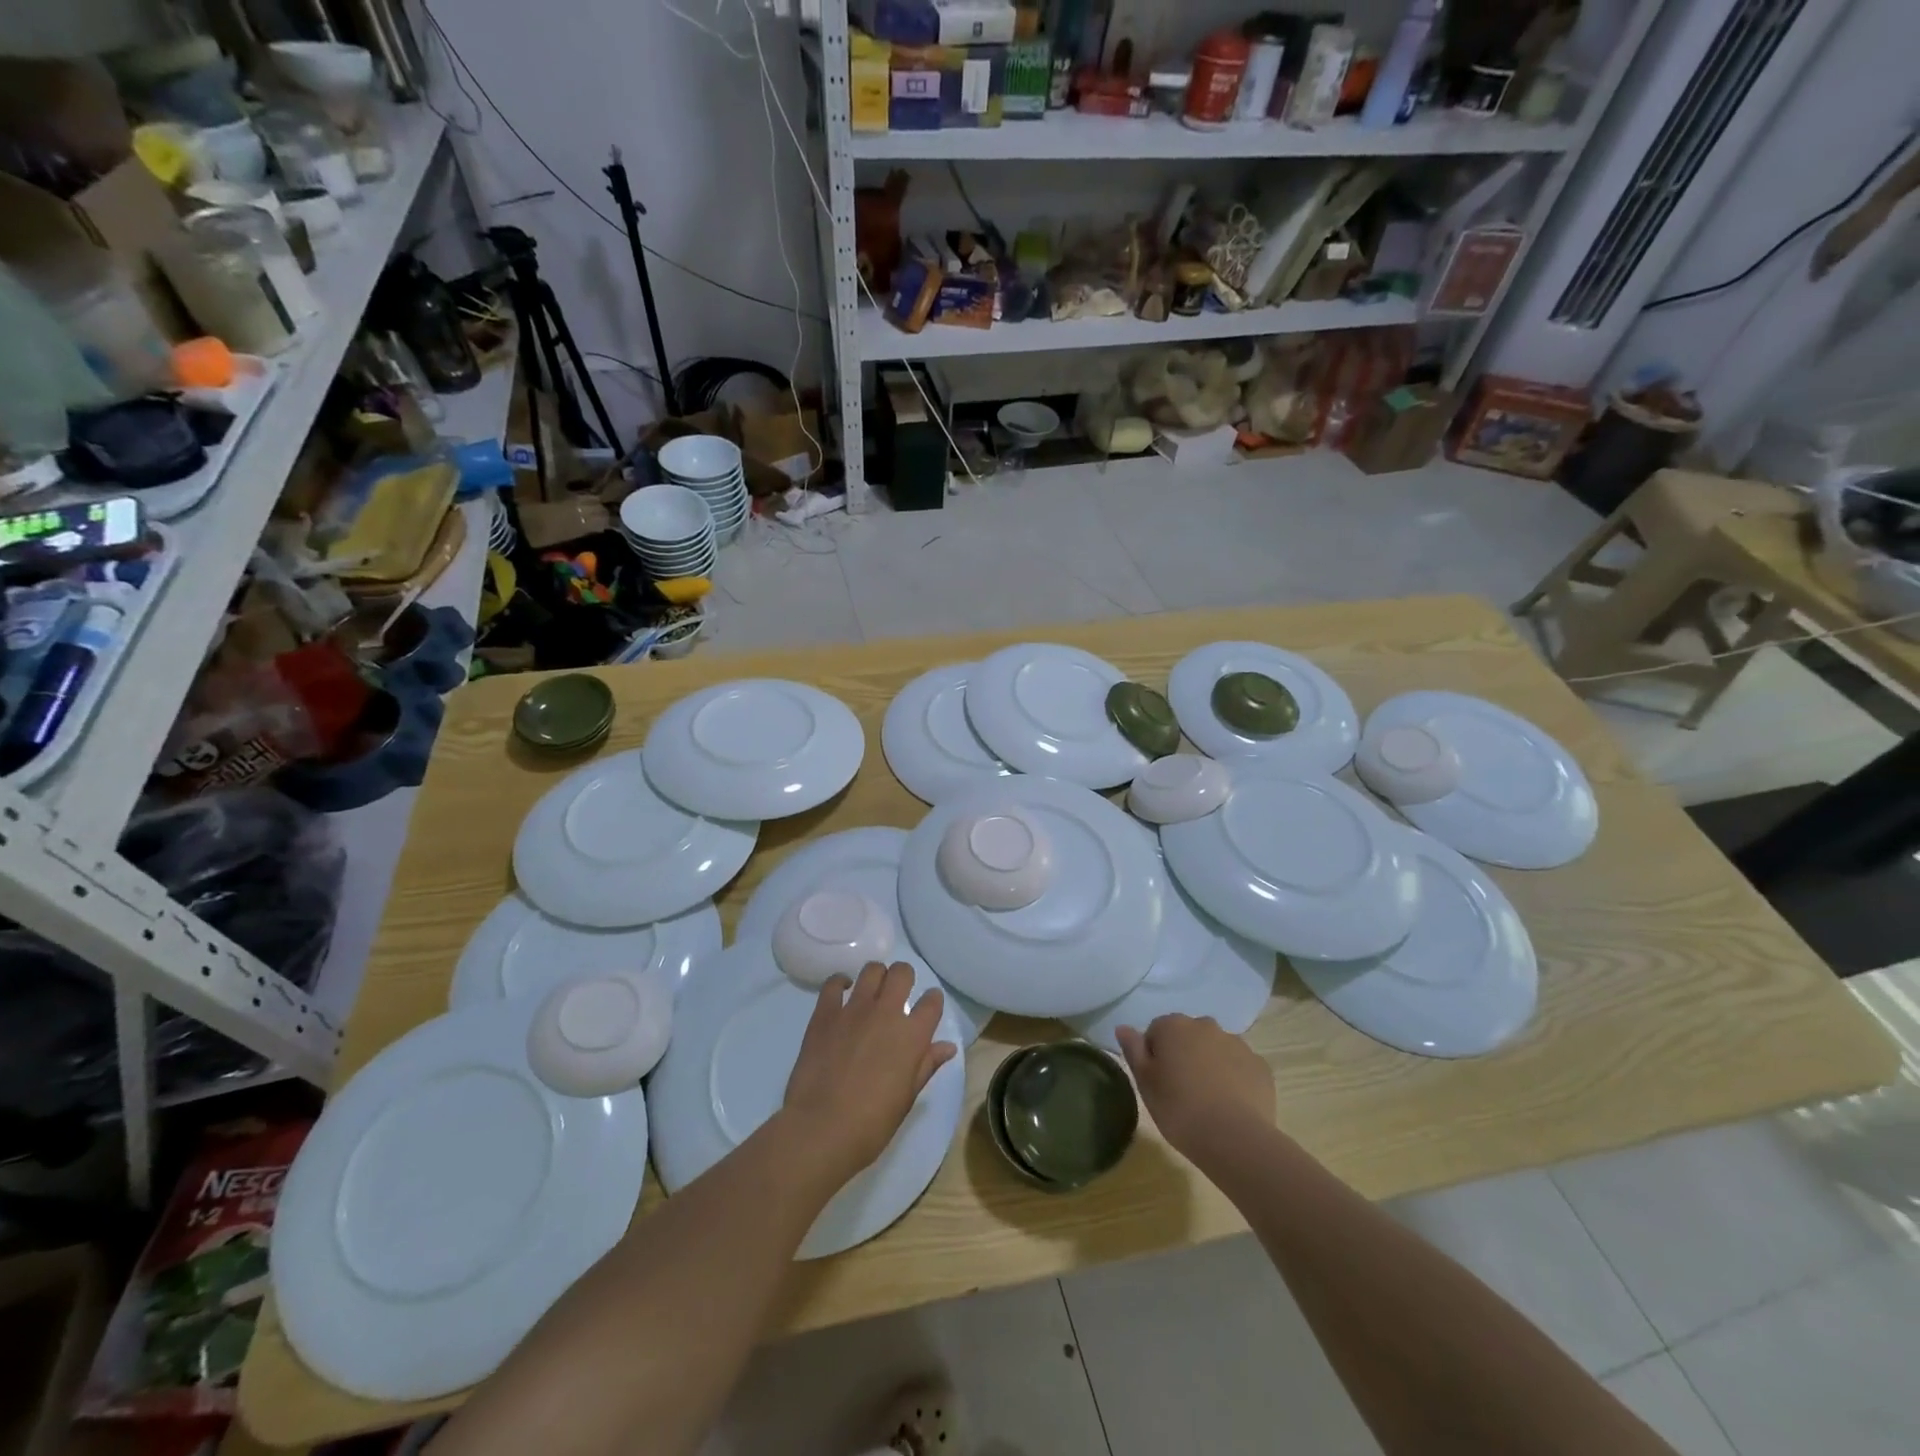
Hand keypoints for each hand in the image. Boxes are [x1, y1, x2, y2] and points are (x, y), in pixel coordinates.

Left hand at [781, 962, 955, 1184]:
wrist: (821, 1128)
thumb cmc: (872, 1123)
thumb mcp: (907, 1098)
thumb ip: (926, 1065)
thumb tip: (947, 1047)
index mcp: (912, 1036)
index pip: (932, 1002)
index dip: (933, 1000)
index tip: (928, 1006)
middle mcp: (886, 1013)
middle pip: (902, 973)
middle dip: (904, 977)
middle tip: (898, 993)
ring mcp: (854, 1009)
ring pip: (871, 970)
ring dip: (876, 976)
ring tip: (872, 992)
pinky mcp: (825, 1013)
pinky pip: (833, 983)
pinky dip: (840, 983)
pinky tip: (842, 993)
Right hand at [1116, 1014, 1274, 1157]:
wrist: (1234, 1138)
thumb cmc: (1179, 1109)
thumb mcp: (1145, 1082)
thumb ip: (1133, 1050)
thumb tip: (1123, 1027)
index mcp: (1174, 1026)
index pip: (1156, 1031)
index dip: (1155, 1055)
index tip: (1158, 1081)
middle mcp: (1206, 1025)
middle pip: (1188, 1036)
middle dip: (1184, 1054)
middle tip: (1181, 1090)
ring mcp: (1237, 1044)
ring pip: (1216, 1049)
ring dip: (1210, 1064)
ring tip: (1208, 1099)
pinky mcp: (1260, 1066)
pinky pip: (1241, 1066)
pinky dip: (1235, 1078)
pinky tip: (1231, 1104)